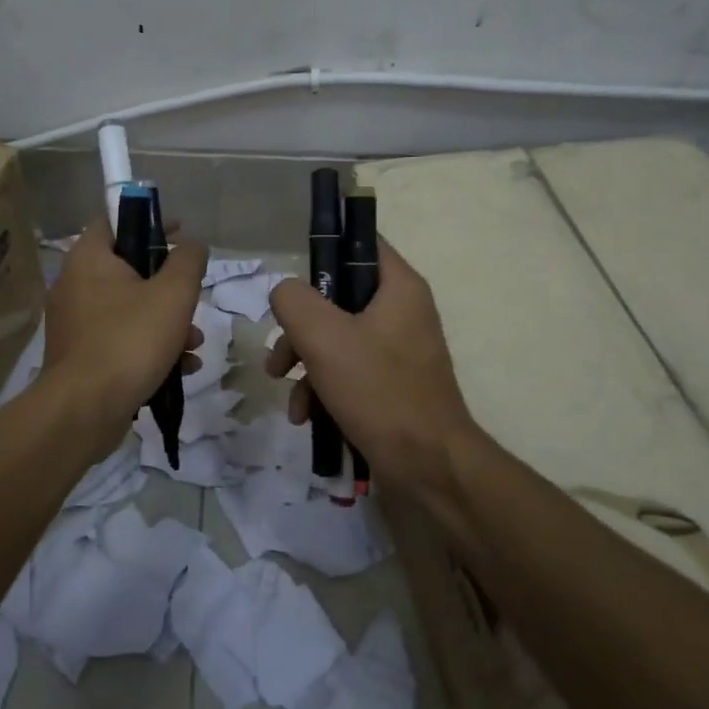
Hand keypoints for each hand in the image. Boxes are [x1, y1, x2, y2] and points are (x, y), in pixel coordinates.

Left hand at [42, 218, 205, 454]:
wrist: (84, 410)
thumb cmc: (130, 340)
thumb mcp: (173, 294)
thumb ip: (188, 260)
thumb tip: (192, 243)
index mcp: (89, 258)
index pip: (115, 220)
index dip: (150, 221)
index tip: (180, 234)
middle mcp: (74, 284)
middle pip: (128, 269)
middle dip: (168, 287)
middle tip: (191, 299)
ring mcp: (75, 323)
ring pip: (129, 309)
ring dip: (167, 323)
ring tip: (194, 344)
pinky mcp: (80, 356)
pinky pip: (120, 339)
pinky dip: (149, 347)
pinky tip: (180, 368)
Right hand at [266, 238, 479, 507]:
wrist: (429, 467)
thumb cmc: (379, 391)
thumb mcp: (324, 337)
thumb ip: (294, 300)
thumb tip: (285, 293)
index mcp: (398, 287)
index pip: (360, 241)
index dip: (323, 248)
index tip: (291, 278)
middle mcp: (401, 311)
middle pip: (337, 296)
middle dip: (300, 326)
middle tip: (280, 353)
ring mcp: (397, 350)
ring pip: (336, 337)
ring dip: (304, 362)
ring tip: (284, 389)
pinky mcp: (390, 384)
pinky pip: (347, 370)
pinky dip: (322, 387)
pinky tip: (305, 416)